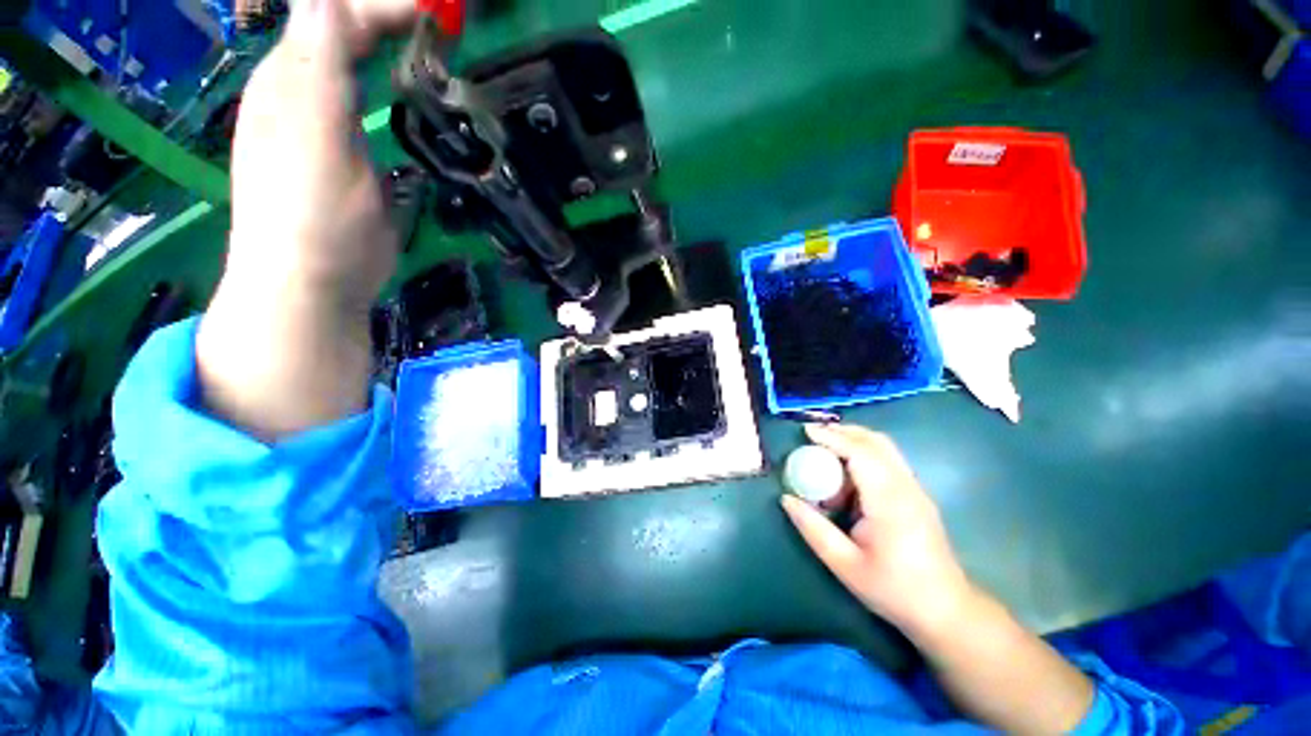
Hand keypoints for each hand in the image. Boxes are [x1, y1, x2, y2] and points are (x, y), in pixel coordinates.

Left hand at [225, 0, 410, 309]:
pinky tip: (410, 89)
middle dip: (388, 17)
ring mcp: (325, 124)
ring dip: (388, 44)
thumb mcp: (314, 144)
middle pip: (342, 30)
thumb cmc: (312, 220)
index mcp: (291, 81)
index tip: (439, 11)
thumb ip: (317, 73)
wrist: (311, 284)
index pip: (334, 15)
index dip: (383, 5)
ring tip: (431, 43)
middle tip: (444, 23)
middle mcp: (302, 92)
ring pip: (353, 62)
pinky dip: (388, 84)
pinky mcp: (348, 155)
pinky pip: (364, 101)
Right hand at [781, 424, 971, 633]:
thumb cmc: (893, 589)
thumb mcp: (845, 565)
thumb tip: (787, 499)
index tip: (806, 431)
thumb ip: (813, 529)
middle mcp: (906, 487)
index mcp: (889, 502)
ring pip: (885, 448)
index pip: (860, 454)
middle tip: (813, 434)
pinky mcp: (917, 495)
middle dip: (843, 432)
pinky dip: (865, 453)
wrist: (946, 610)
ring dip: (855, 440)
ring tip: (826, 448)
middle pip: (876, 442)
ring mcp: (916, 489)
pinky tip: (847, 470)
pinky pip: (889, 460)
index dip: (832, 438)